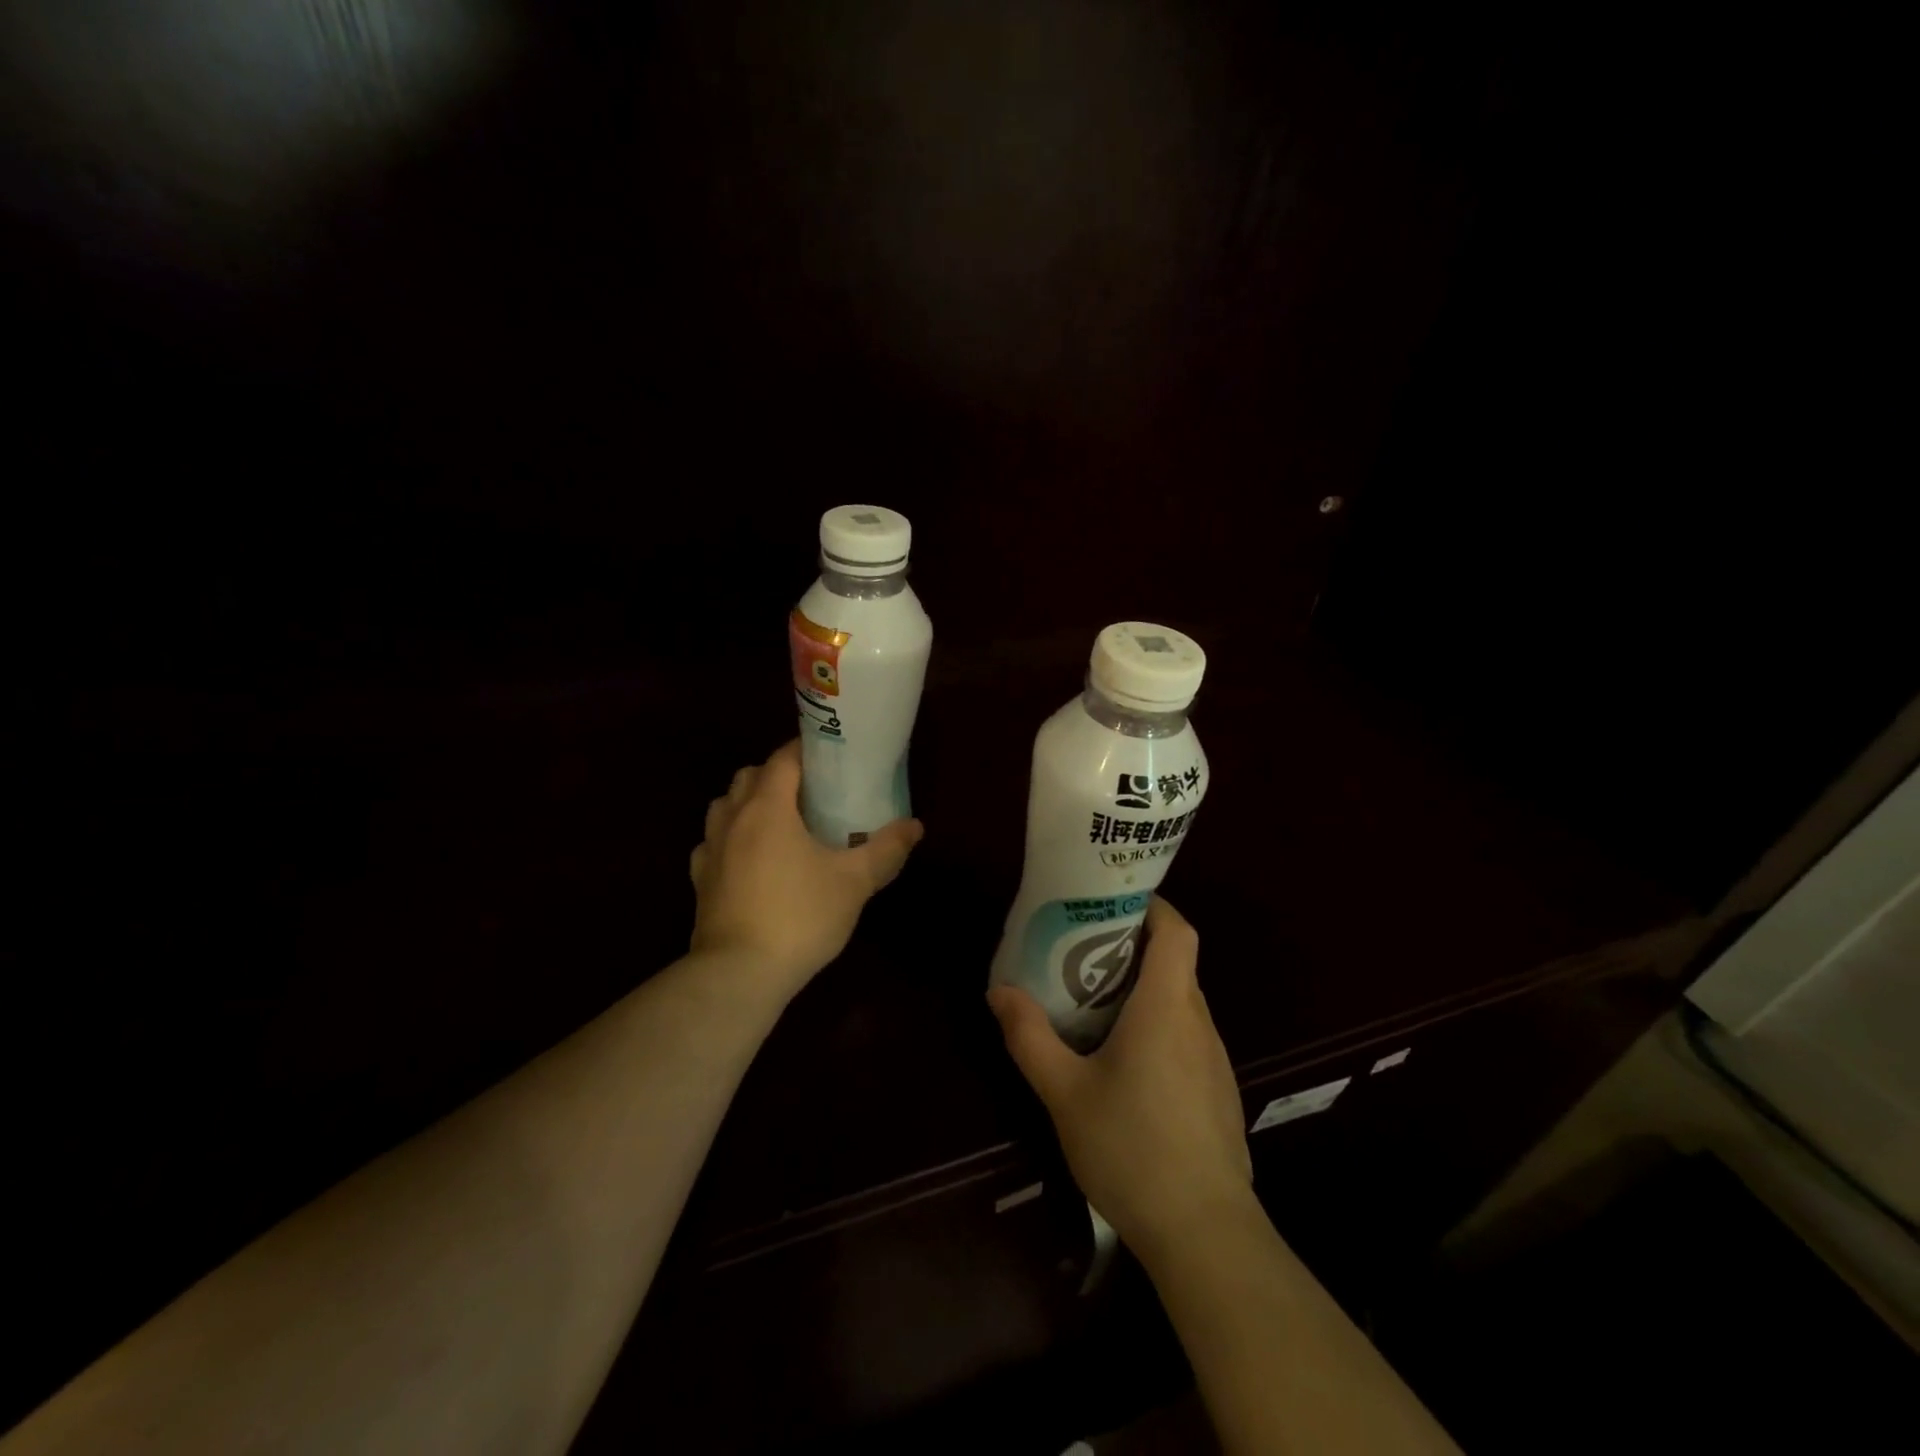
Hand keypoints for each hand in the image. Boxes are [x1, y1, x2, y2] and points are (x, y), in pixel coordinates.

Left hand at [690, 740, 923, 998]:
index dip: (806, 750)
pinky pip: (713, 842)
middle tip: (811, 792)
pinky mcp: (700, 879)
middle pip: (750, 775)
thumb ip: (886, 849)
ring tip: (781, 823)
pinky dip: (732, 838)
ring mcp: (710, 849)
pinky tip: (751, 859)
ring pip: (725, 805)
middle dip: (778, 774)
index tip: (832, 756)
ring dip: (749, 803)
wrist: (739, 974)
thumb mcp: (854, 882)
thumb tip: (915, 826)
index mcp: (767, 807)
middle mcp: (732, 818)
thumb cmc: (800, 916)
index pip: (783, 758)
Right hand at [987, 897, 1252, 1252]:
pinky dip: (1158, 1026)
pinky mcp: (1218, 1092)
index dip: (1152, 907)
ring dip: (1144, 990)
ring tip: (1095, 1003)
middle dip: (1133, 948)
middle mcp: (1198, 1022)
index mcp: (1166, 1006)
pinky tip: (1125, 1062)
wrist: (1205, 1235)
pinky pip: (1187, 1036)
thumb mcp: (1064, 1092)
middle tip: (1083, 953)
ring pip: (1181, 1001)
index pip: (1177, 931)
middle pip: (1175, 963)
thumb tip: (998, 990)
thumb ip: (1029, 1037)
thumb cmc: (1132, 1148)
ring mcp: (1214, 1059)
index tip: (1114, 903)